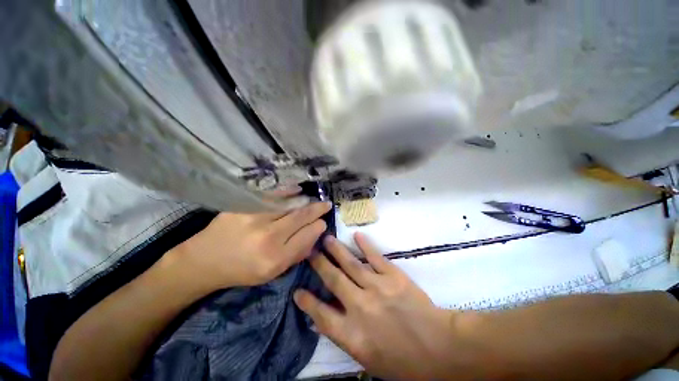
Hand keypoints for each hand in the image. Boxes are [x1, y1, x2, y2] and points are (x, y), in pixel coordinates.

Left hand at [173, 201, 331, 292]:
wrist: (203, 260)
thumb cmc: (240, 271)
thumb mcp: (271, 273)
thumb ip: (296, 254)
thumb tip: (314, 235)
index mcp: (275, 259)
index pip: (307, 236)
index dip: (319, 226)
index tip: (323, 222)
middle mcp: (268, 237)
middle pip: (301, 217)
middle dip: (318, 209)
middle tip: (327, 205)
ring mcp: (255, 218)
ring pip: (290, 204)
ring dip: (306, 201)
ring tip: (316, 199)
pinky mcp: (244, 206)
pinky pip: (272, 195)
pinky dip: (288, 191)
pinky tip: (298, 190)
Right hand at [294, 233, 454, 379]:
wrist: (438, 348)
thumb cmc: (403, 361)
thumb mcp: (367, 359)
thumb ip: (343, 337)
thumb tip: (320, 321)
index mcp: (353, 334)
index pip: (322, 314)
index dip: (307, 302)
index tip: (297, 290)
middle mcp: (360, 307)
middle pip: (334, 280)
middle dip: (319, 264)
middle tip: (309, 251)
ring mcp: (377, 288)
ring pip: (351, 264)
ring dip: (336, 250)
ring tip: (326, 238)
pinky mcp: (393, 276)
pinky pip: (375, 257)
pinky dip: (365, 245)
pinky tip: (357, 235)